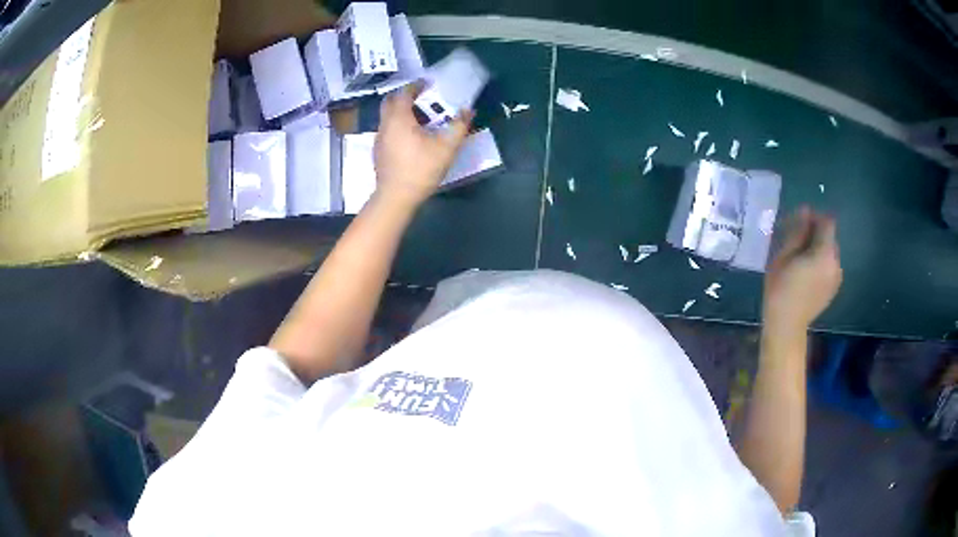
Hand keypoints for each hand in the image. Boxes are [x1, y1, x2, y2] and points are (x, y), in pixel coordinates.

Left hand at [373, 82, 472, 208]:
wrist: (396, 198)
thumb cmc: (421, 169)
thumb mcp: (446, 147)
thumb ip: (458, 126)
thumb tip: (468, 110)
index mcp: (399, 118)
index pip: (404, 93)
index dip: (415, 85)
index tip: (428, 84)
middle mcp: (385, 124)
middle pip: (390, 102)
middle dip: (405, 96)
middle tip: (422, 98)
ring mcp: (379, 139)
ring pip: (388, 117)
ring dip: (401, 112)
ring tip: (420, 118)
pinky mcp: (378, 152)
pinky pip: (387, 130)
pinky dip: (398, 126)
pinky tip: (411, 138)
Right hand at [763, 207, 842, 338]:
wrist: (786, 327)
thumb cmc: (780, 289)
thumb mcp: (784, 255)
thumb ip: (798, 231)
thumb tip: (806, 211)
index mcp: (825, 253)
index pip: (827, 222)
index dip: (814, 217)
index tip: (798, 224)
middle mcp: (836, 263)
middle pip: (829, 236)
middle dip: (815, 234)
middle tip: (795, 242)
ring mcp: (837, 277)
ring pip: (829, 252)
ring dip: (817, 249)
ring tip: (800, 260)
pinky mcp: (834, 288)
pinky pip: (830, 266)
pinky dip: (820, 263)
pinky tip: (806, 274)